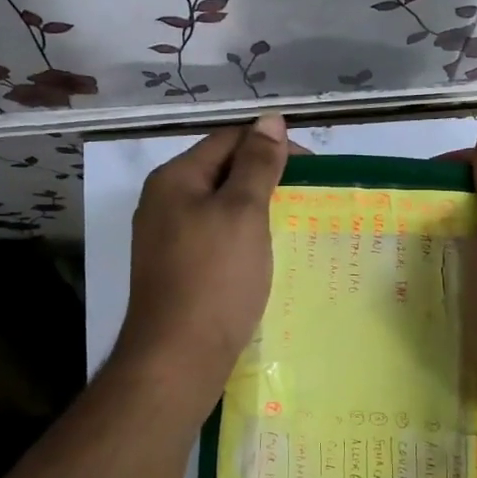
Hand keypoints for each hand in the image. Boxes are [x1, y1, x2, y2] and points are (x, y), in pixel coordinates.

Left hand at [113, 115, 290, 409]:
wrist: (177, 358)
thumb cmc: (215, 278)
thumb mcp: (243, 212)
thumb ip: (258, 164)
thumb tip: (270, 119)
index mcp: (175, 178)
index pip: (229, 140)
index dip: (272, 146)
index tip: (312, 170)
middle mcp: (164, 202)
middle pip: (222, 172)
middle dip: (267, 178)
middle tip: (308, 198)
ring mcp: (167, 238)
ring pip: (221, 207)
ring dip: (258, 210)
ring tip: (295, 224)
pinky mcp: (177, 270)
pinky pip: (216, 238)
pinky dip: (244, 238)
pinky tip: (267, 255)